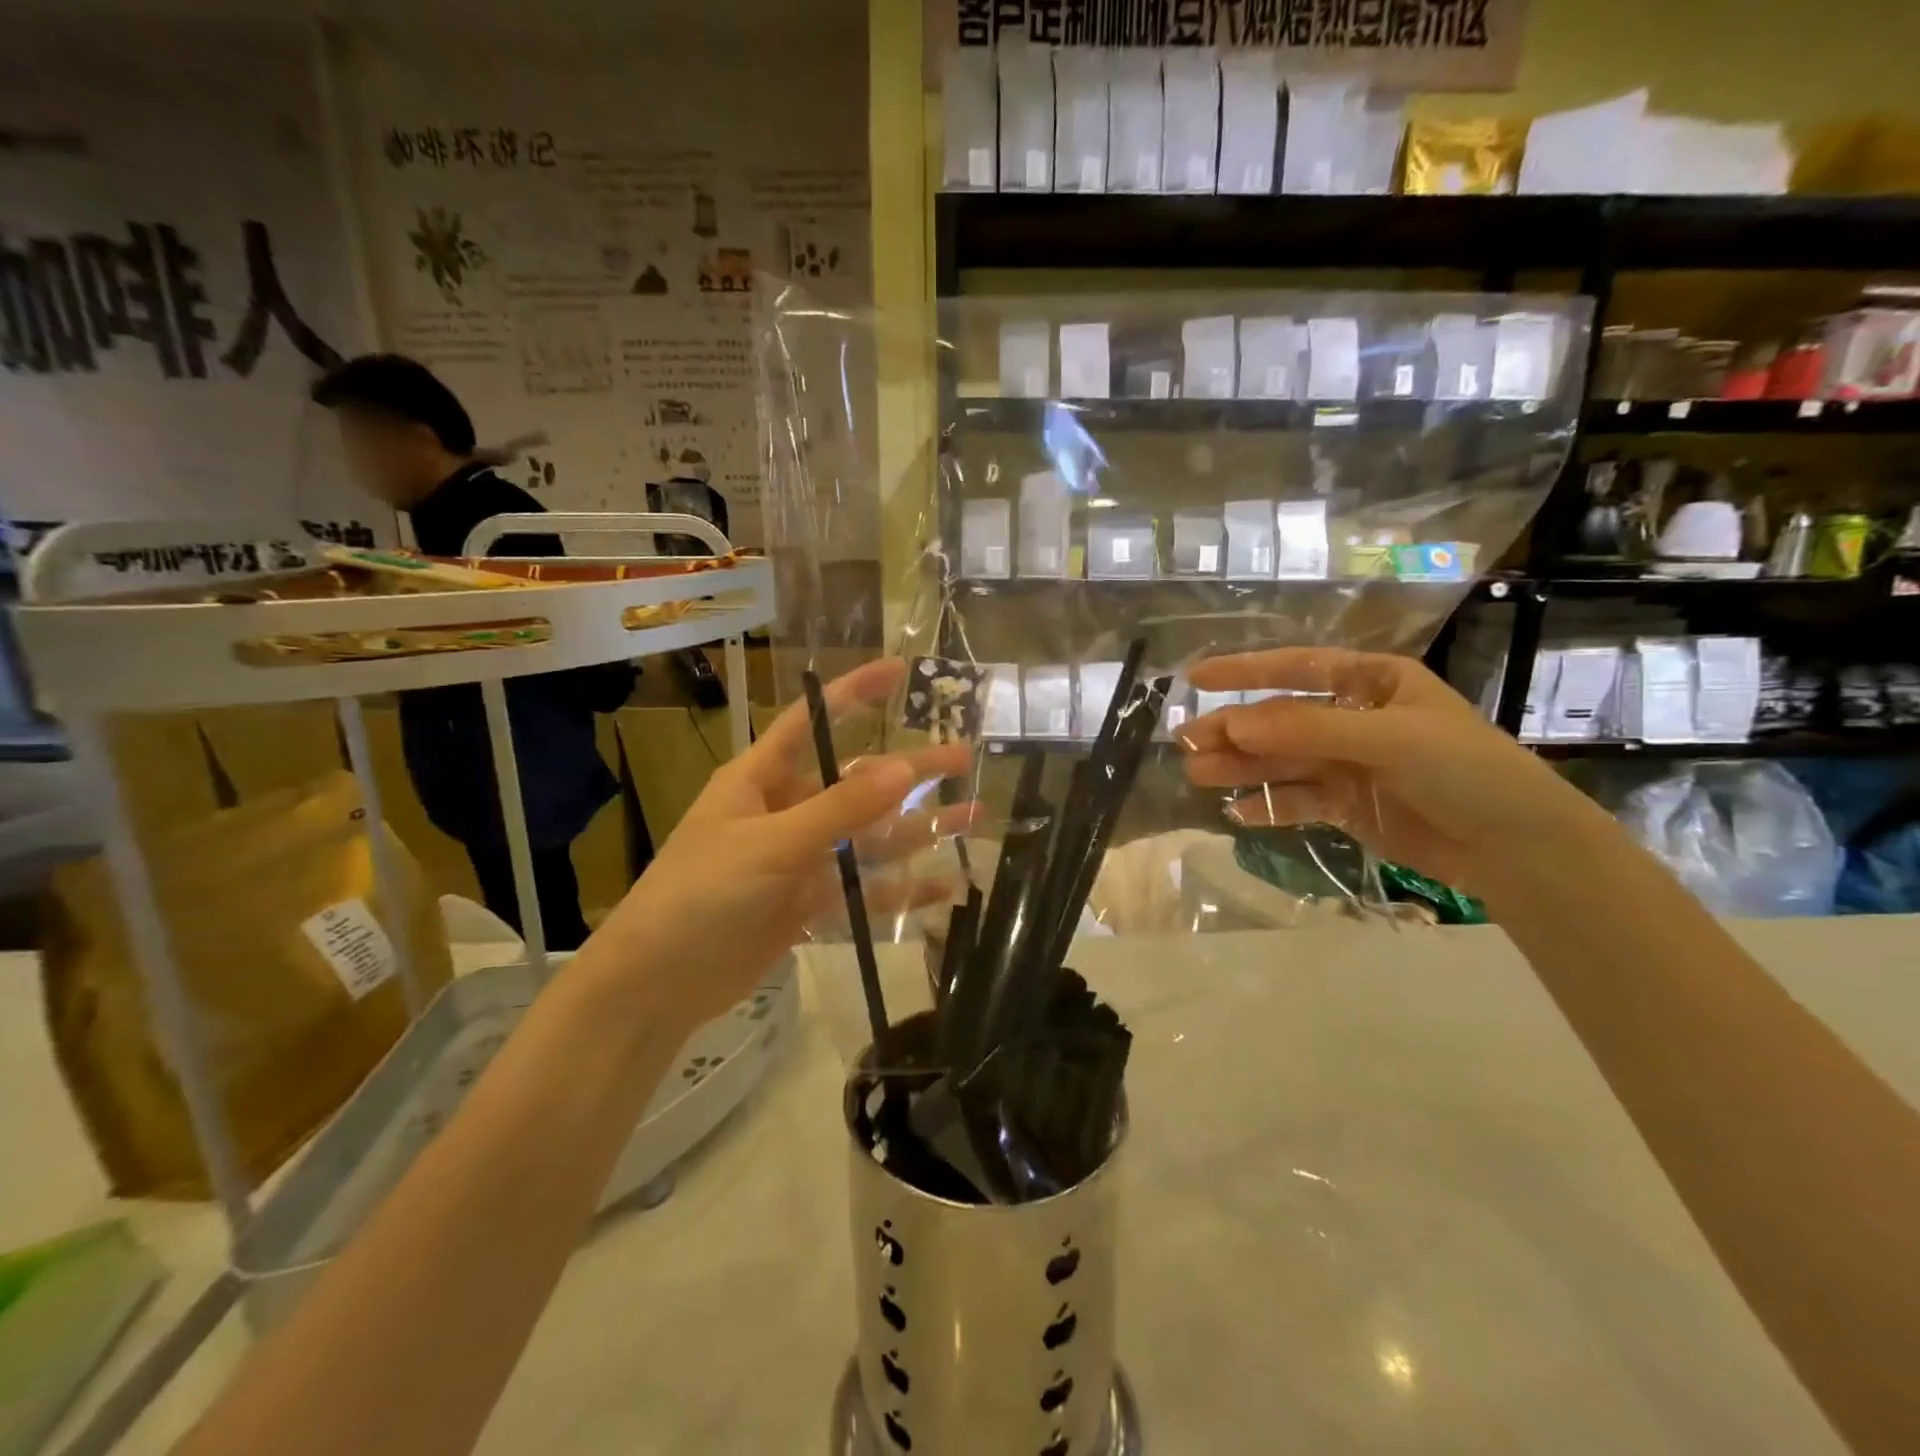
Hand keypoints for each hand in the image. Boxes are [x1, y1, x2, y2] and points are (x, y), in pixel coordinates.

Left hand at [589, 658, 973, 1030]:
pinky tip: (945, 887)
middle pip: (857, 783)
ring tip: (972, 817)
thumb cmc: (701, 896)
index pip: (813, 723)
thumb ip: (840, 810)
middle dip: (910, 773)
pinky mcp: (808, 904)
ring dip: (918, 829)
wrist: (657, 985)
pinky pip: (864, 890)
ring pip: (869, 838)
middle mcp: (786, 812)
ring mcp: (800, 861)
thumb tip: (904, 768)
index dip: (854, 694)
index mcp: (762, 780)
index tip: (899, 671)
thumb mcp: (772, 845)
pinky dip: (902, 889)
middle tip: (965, 758)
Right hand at [1176, 648, 1601, 898]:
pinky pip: (1296, 800)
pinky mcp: (1347, 805)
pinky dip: (1268, 805)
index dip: (1245, 671)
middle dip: (1234, 731)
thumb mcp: (1390, 739)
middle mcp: (1354, 718)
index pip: (1297, 669)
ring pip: (1281, 762)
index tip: (1196, 677)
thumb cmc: (1466, 771)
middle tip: (1185, 743)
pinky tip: (1238, 812)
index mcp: (1371, 683)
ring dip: (1241, 769)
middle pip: (1279, 721)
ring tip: (1197, 776)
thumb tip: (1234, 725)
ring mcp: (1348, 763)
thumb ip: (1310, 731)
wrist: (1518, 848)